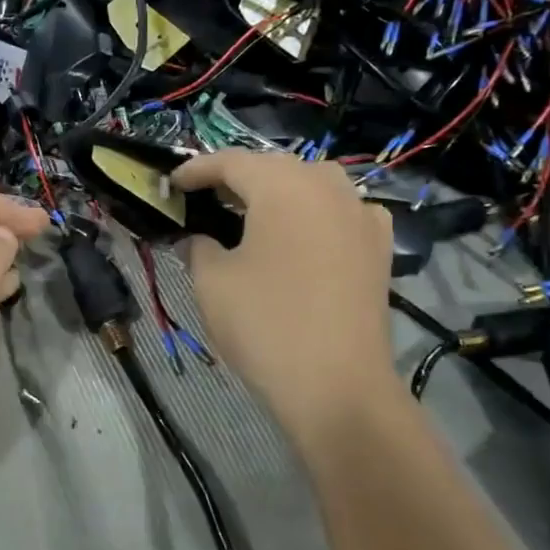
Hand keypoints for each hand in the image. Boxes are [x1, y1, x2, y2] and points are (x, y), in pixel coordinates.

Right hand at [174, 152, 400, 447]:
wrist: (337, 387)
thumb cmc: (265, 325)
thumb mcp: (211, 282)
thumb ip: (197, 246)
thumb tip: (196, 238)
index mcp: (283, 187)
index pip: (231, 161)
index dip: (197, 169)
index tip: (171, 184)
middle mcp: (327, 188)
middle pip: (274, 166)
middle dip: (237, 178)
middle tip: (204, 199)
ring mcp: (361, 216)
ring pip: (312, 184)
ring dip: (278, 191)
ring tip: (250, 214)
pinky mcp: (378, 248)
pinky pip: (341, 211)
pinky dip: (315, 212)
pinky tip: (303, 235)